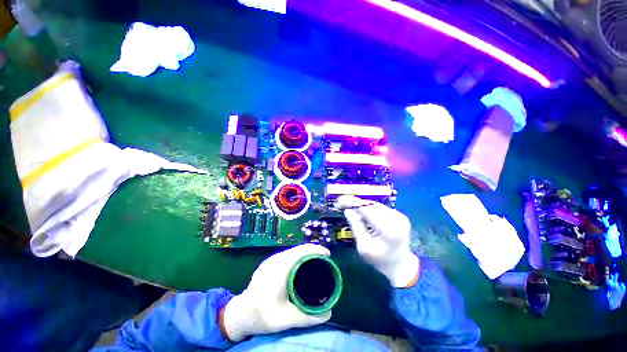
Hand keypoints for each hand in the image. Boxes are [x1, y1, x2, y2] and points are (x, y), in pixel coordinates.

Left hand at [220, 244, 331, 341]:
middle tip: (324, 259)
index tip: (327, 254)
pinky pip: (287, 254)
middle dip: (313, 250)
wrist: (240, 314)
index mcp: (280, 269)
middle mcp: (275, 260)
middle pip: (298, 249)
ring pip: (292, 250)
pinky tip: (301, 264)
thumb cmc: (263, 315)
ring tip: (315, 261)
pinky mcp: (268, 263)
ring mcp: (270, 260)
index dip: (316, 249)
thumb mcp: (288, 319)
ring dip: (305, 252)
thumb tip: (329, 313)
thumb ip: (310, 317)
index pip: (301, 251)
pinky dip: (297, 255)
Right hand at [336, 195, 419, 287]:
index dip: (352, 204)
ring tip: (350, 206)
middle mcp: (397, 220)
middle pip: (371, 206)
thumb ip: (356, 226)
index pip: (367, 210)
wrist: (400, 264)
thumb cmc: (379, 259)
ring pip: (376, 205)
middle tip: (342, 202)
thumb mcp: (363, 246)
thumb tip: (347, 210)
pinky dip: (370, 208)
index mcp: (388, 230)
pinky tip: (362, 210)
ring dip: (362, 205)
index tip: (340, 201)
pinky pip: (381, 208)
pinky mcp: (400, 215)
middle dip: (356, 203)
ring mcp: (400, 217)